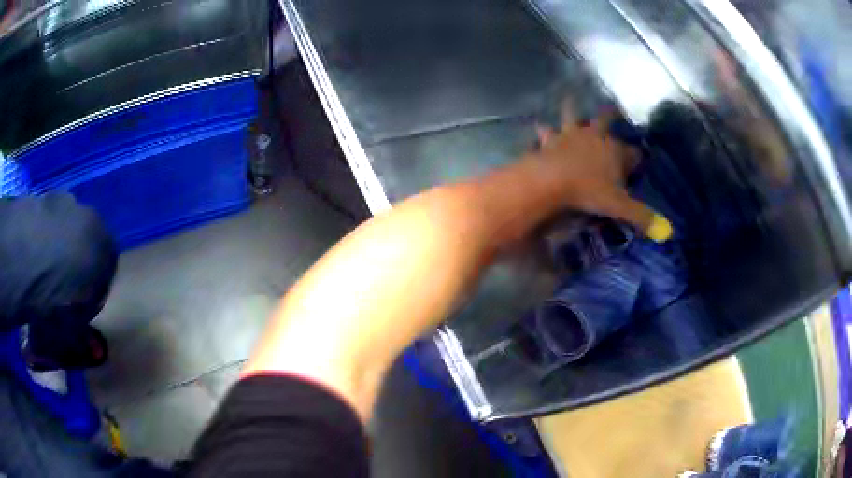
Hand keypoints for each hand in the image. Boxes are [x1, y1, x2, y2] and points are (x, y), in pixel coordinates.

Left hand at [529, 113, 671, 241]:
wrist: (550, 180)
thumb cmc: (589, 191)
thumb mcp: (618, 206)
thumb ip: (642, 217)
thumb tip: (667, 232)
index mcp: (615, 150)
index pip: (633, 152)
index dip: (637, 157)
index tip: (639, 159)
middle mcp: (594, 136)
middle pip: (605, 120)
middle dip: (611, 115)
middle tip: (613, 109)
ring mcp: (570, 135)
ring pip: (573, 116)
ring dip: (572, 109)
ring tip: (570, 98)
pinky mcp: (549, 140)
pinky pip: (546, 132)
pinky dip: (544, 131)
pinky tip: (540, 126)